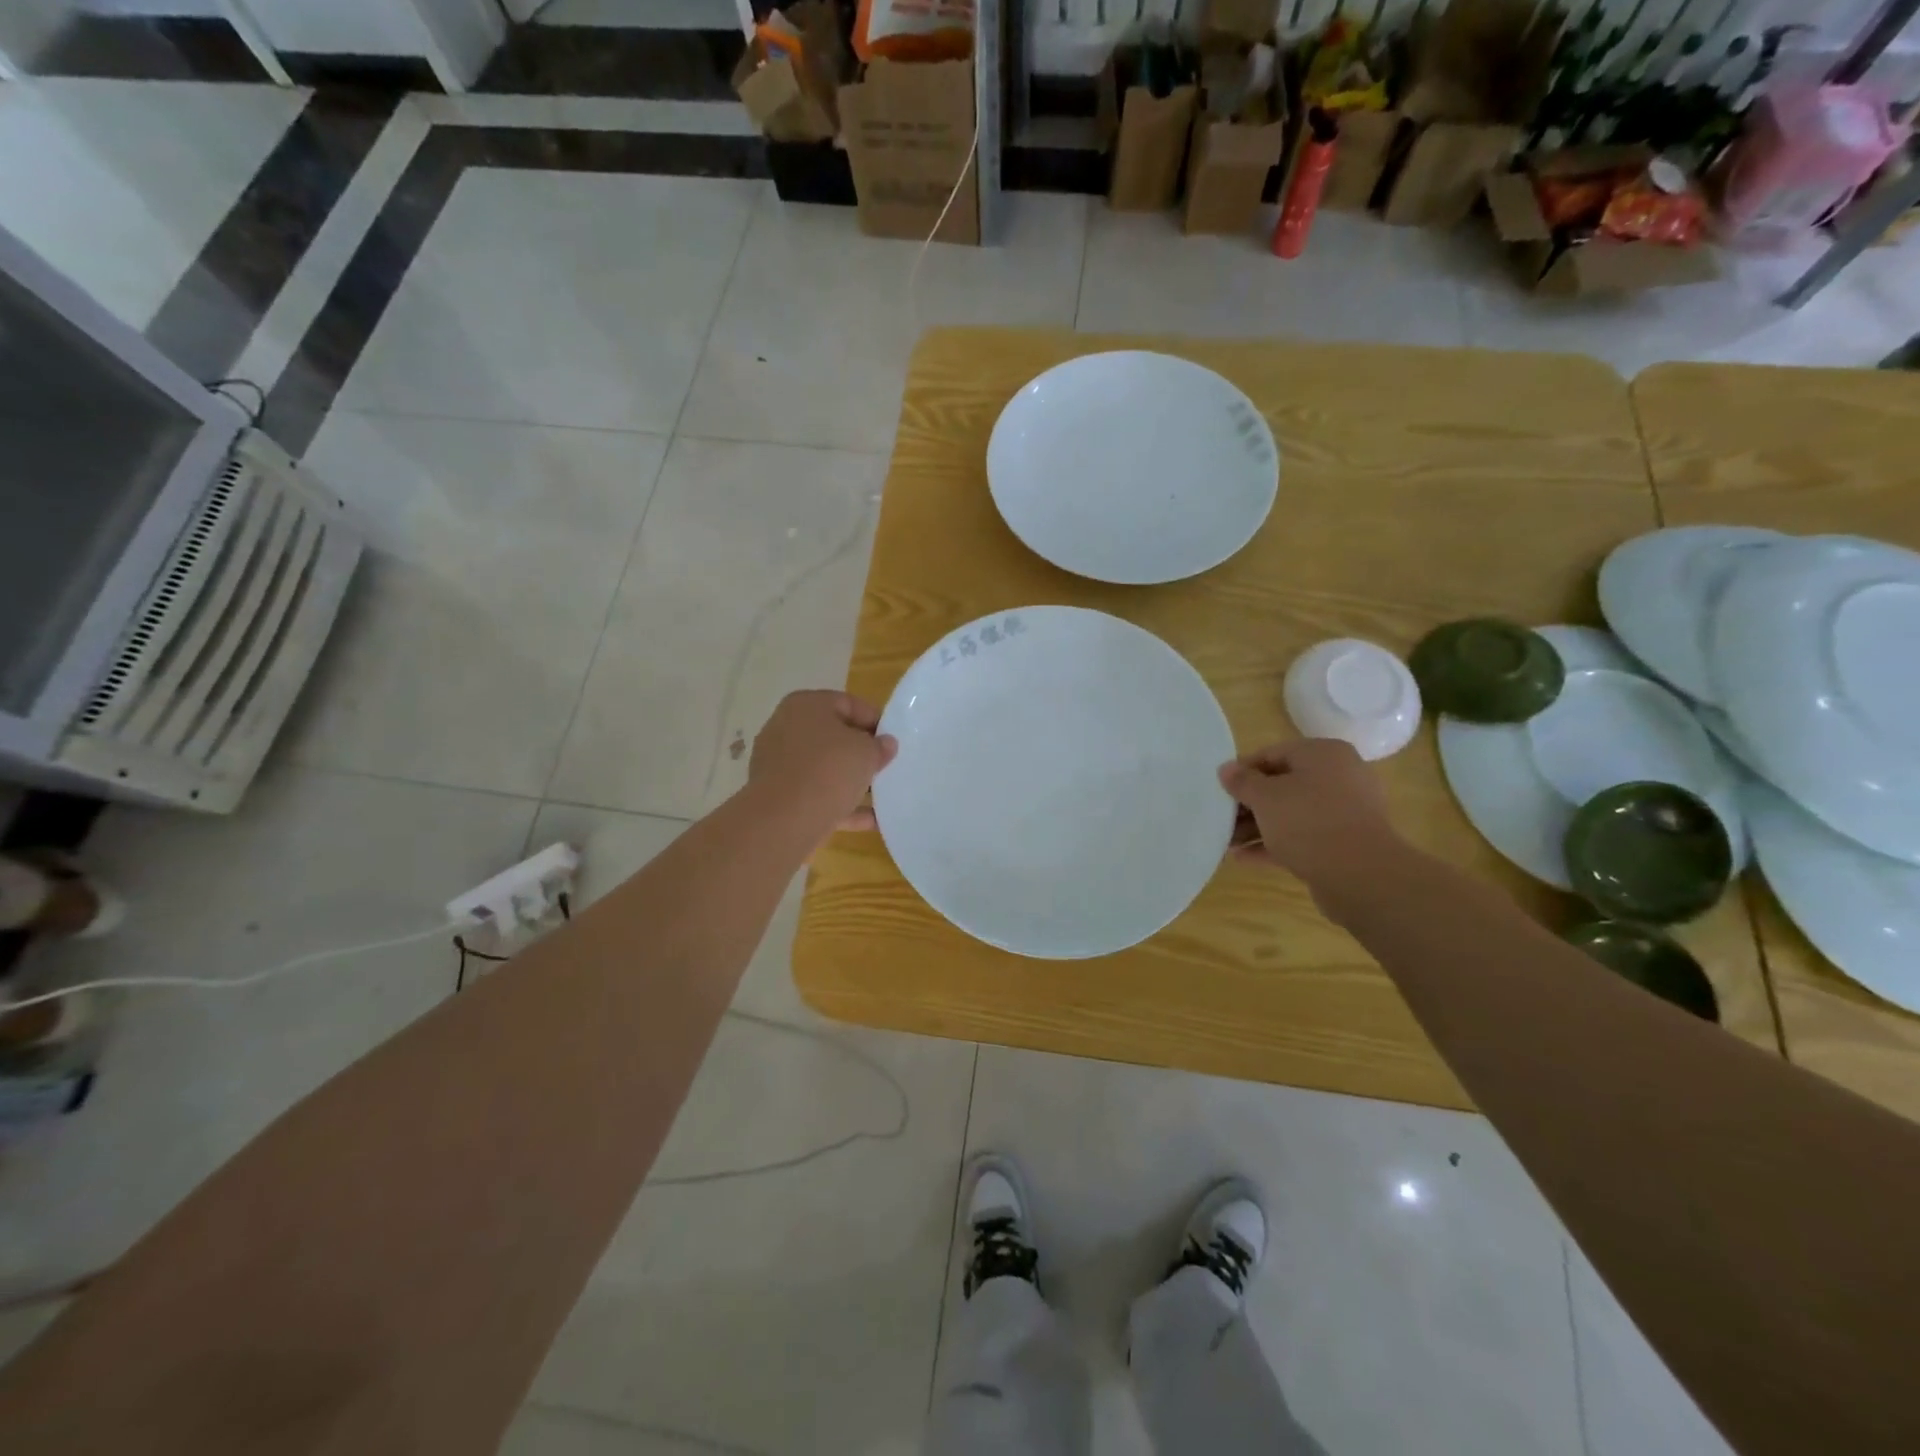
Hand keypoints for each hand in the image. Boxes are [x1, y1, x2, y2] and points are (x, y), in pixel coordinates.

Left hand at [749, 690, 897, 835]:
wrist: (784, 820)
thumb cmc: (828, 770)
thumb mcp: (867, 752)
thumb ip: (880, 746)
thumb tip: (885, 744)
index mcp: (805, 705)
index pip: (848, 704)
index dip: (875, 720)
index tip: (893, 740)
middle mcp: (786, 728)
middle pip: (833, 736)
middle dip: (860, 752)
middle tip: (885, 765)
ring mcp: (778, 764)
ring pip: (824, 768)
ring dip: (851, 781)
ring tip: (881, 795)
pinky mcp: (778, 796)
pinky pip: (816, 795)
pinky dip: (840, 805)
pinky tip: (870, 821)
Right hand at [1218, 738, 1400, 889]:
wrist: (1360, 875)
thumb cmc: (1308, 821)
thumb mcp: (1265, 797)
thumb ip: (1242, 781)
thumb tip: (1226, 768)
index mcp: (1323, 754)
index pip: (1273, 753)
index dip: (1243, 770)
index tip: (1219, 789)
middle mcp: (1339, 777)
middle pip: (1283, 785)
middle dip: (1249, 804)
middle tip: (1221, 818)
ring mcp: (1344, 812)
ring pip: (1292, 813)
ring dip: (1258, 826)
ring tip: (1227, 842)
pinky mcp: (1344, 842)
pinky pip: (1303, 837)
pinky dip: (1275, 844)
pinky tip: (1243, 857)